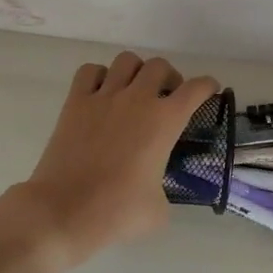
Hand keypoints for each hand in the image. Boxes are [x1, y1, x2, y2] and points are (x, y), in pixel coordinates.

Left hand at [3, 53, 220, 271]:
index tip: (208, 91)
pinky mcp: (75, 103)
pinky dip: (100, 76)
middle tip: (166, 98)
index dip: (207, 86)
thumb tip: (156, 191)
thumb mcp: (158, 210)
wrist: (64, 211)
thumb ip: (165, 191)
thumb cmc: (117, 212)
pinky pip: (90, 71)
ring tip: (134, 92)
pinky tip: (101, 95)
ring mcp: (103, 97)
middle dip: (169, 78)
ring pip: (126, 61)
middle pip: (159, 66)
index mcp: (165, 121)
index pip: (196, 89)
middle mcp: (137, 99)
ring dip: (136, 72)